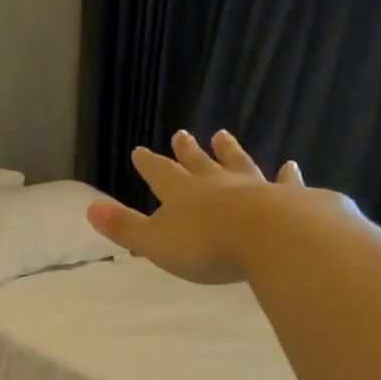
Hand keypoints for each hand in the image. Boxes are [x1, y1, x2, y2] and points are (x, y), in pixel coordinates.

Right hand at [86, 129, 305, 284]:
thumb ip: (124, 227)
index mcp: (182, 194)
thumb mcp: (154, 242)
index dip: (148, 164)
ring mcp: (255, 188)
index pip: (160, 174)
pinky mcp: (290, 199)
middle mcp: (217, 184)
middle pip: (198, 163)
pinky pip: (285, 184)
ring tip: (223, 135)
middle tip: (182, 134)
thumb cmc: (207, 245)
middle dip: (187, 151)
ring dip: (229, 151)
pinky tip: (290, 166)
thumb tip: (90, 208)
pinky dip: (286, 176)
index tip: (140, 150)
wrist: (271, 238)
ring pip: (238, 164)